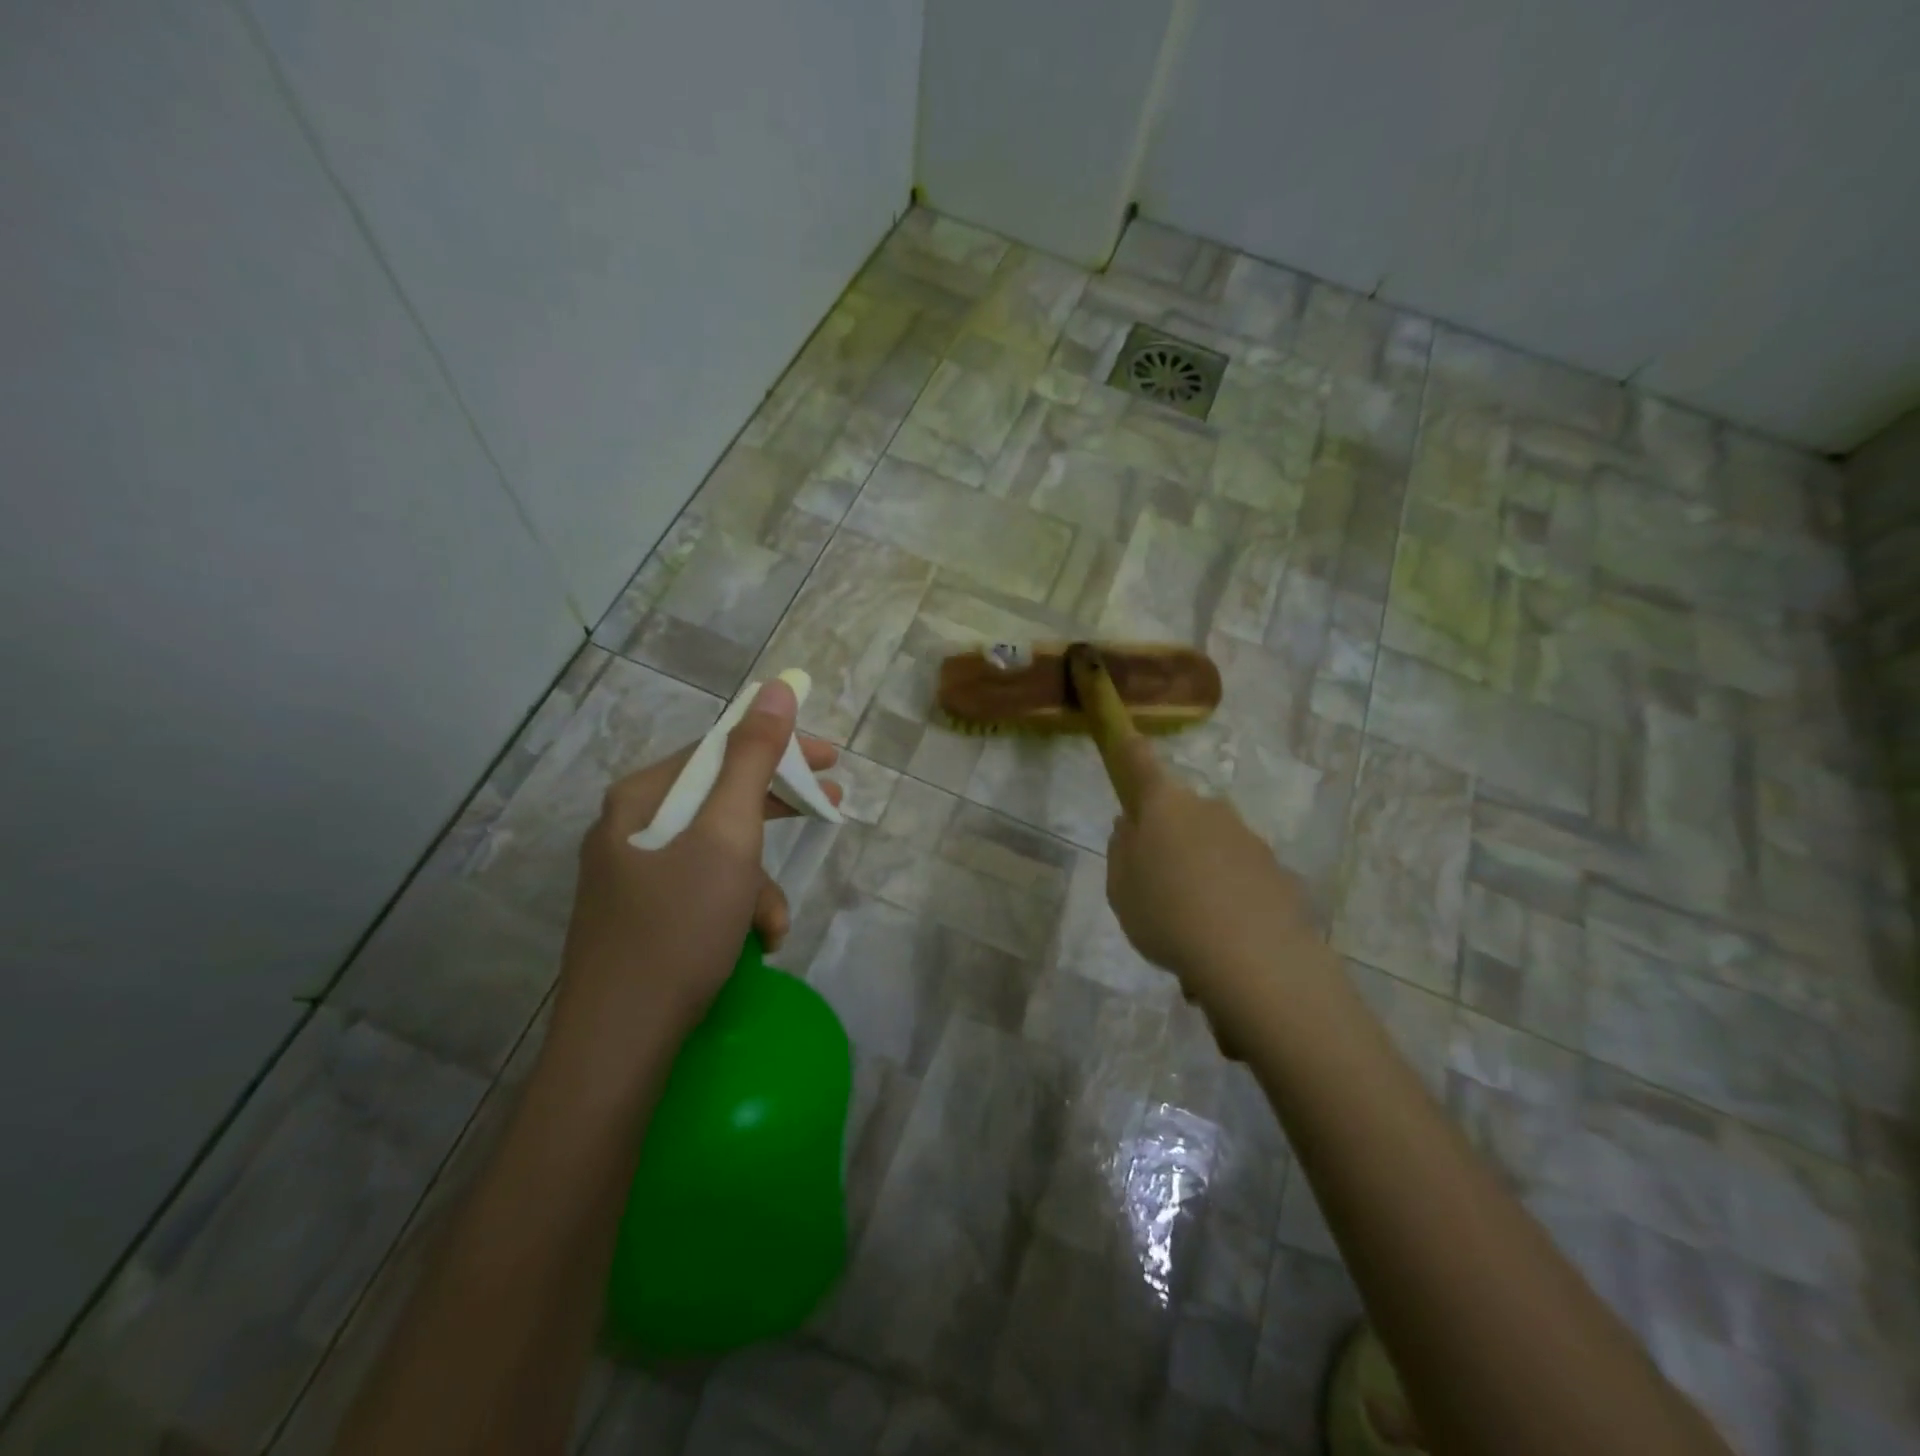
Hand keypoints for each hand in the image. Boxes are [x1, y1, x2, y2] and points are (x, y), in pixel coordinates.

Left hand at [551, 679, 840, 1061]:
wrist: (618, 1045)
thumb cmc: (678, 928)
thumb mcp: (727, 836)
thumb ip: (753, 758)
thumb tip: (776, 688)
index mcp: (641, 798)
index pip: (720, 748)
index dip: (780, 747)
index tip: (830, 758)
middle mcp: (629, 828)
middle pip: (720, 798)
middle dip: (777, 811)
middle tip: (831, 804)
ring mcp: (631, 876)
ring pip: (716, 853)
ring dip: (757, 882)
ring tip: (773, 925)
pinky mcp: (640, 918)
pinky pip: (701, 890)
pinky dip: (734, 909)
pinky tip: (753, 944)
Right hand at [1105, 738, 1319, 1009]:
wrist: (1255, 960)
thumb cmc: (1167, 916)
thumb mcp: (1120, 889)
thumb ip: (1121, 850)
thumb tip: (1131, 825)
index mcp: (1164, 805)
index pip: (1139, 761)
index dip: (1127, 749)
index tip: (1123, 739)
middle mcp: (1209, 808)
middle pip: (1179, 810)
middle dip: (1167, 835)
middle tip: (1155, 883)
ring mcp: (1247, 837)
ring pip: (1211, 844)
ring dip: (1199, 870)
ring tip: (1190, 925)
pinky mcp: (1277, 870)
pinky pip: (1238, 875)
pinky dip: (1227, 895)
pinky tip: (1221, 939)